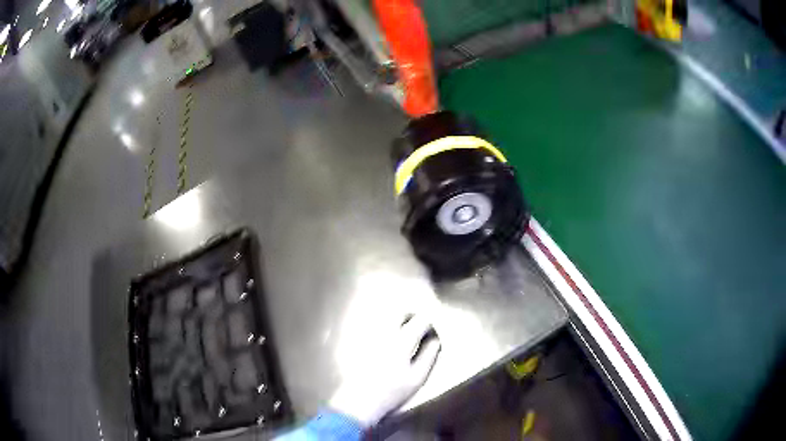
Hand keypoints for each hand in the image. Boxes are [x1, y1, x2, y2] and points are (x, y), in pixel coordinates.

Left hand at [329, 315, 440, 426]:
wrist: (359, 402)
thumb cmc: (392, 392)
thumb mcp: (418, 378)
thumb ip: (429, 355)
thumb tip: (435, 339)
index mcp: (401, 341)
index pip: (420, 320)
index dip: (429, 324)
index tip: (431, 334)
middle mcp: (383, 333)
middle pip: (400, 312)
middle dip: (412, 316)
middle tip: (418, 327)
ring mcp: (367, 335)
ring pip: (385, 316)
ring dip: (397, 319)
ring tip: (404, 332)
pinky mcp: (357, 340)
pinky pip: (372, 324)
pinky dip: (383, 326)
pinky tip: (386, 340)